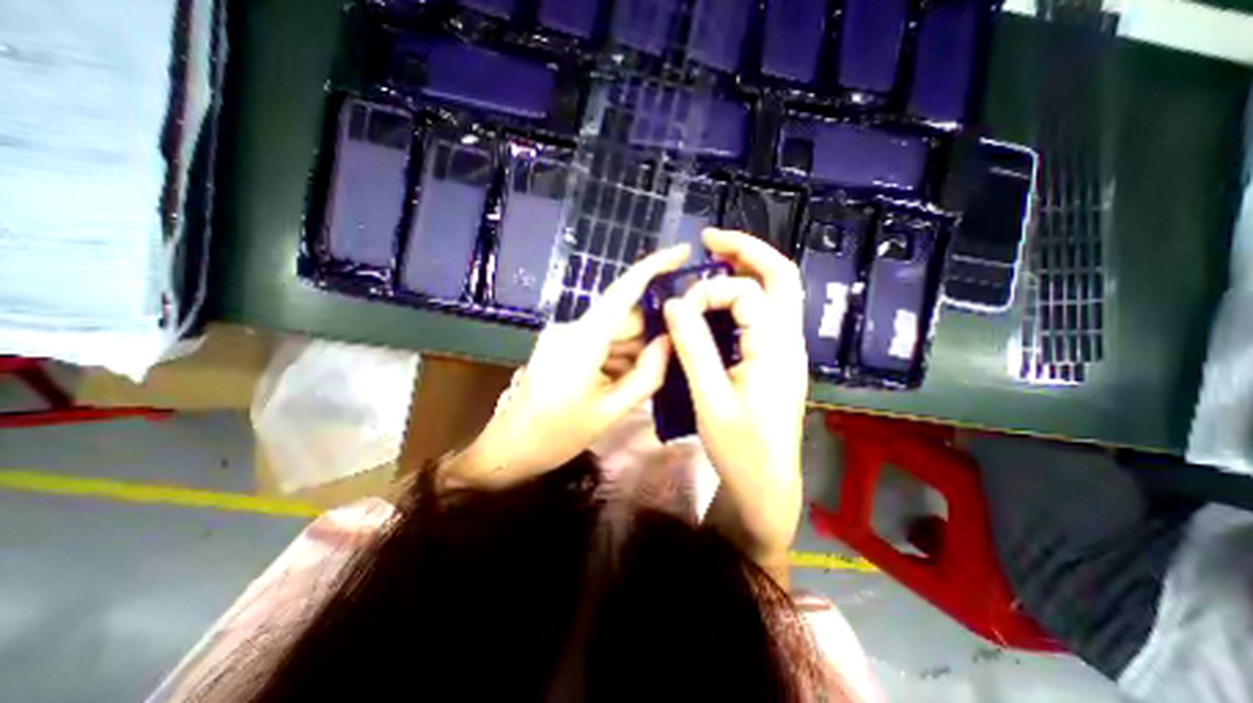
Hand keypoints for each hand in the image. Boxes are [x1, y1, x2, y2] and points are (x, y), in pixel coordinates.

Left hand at [445, 245, 687, 490]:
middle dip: (649, 334)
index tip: (683, 251)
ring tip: (642, 381)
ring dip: (633, 350)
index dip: (654, 266)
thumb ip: (647, 375)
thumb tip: (671, 341)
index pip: (623, 291)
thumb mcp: (611, 411)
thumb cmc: (557, 435)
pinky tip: (620, 382)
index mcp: (582, 340)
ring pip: (613, 332)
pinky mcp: (560, 345)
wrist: (508, 450)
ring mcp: (563, 335)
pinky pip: (599, 342)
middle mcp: (571, 327)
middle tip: (672, 357)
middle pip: (623, 318)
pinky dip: (617, 357)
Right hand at [658, 230, 806, 580]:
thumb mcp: (710, 400)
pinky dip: (743, 295)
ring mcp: (785, 349)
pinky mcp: (775, 359)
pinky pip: (765, 314)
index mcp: (776, 348)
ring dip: (747, 269)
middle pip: (781, 276)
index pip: (746, 294)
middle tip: (710, 239)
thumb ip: (694, 348)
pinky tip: (719, 301)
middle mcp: (788, 341)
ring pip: (776, 292)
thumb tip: (675, 304)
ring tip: (715, 258)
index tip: (678, 310)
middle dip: (746, 250)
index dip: (709, 292)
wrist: (767, 484)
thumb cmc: (740, 450)